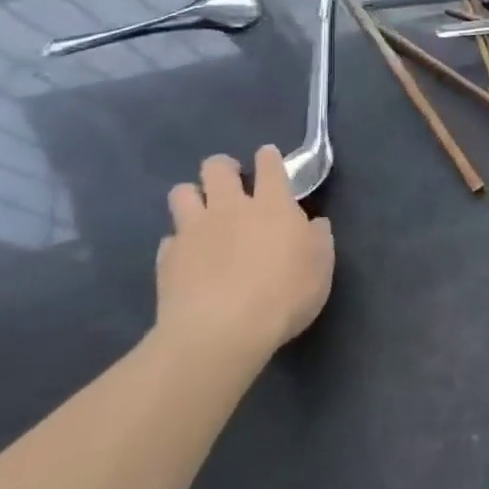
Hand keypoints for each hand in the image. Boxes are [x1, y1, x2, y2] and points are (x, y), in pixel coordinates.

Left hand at [154, 146, 334, 369]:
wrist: (221, 331)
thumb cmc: (284, 295)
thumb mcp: (320, 267)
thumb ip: (318, 239)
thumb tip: (314, 224)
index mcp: (272, 205)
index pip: (269, 166)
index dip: (268, 157)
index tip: (268, 157)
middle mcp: (230, 208)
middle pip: (216, 168)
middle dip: (223, 167)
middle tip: (231, 180)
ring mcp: (194, 231)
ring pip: (182, 193)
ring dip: (192, 196)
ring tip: (201, 212)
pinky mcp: (168, 258)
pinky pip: (170, 239)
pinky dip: (179, 243)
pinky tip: (188, 257)